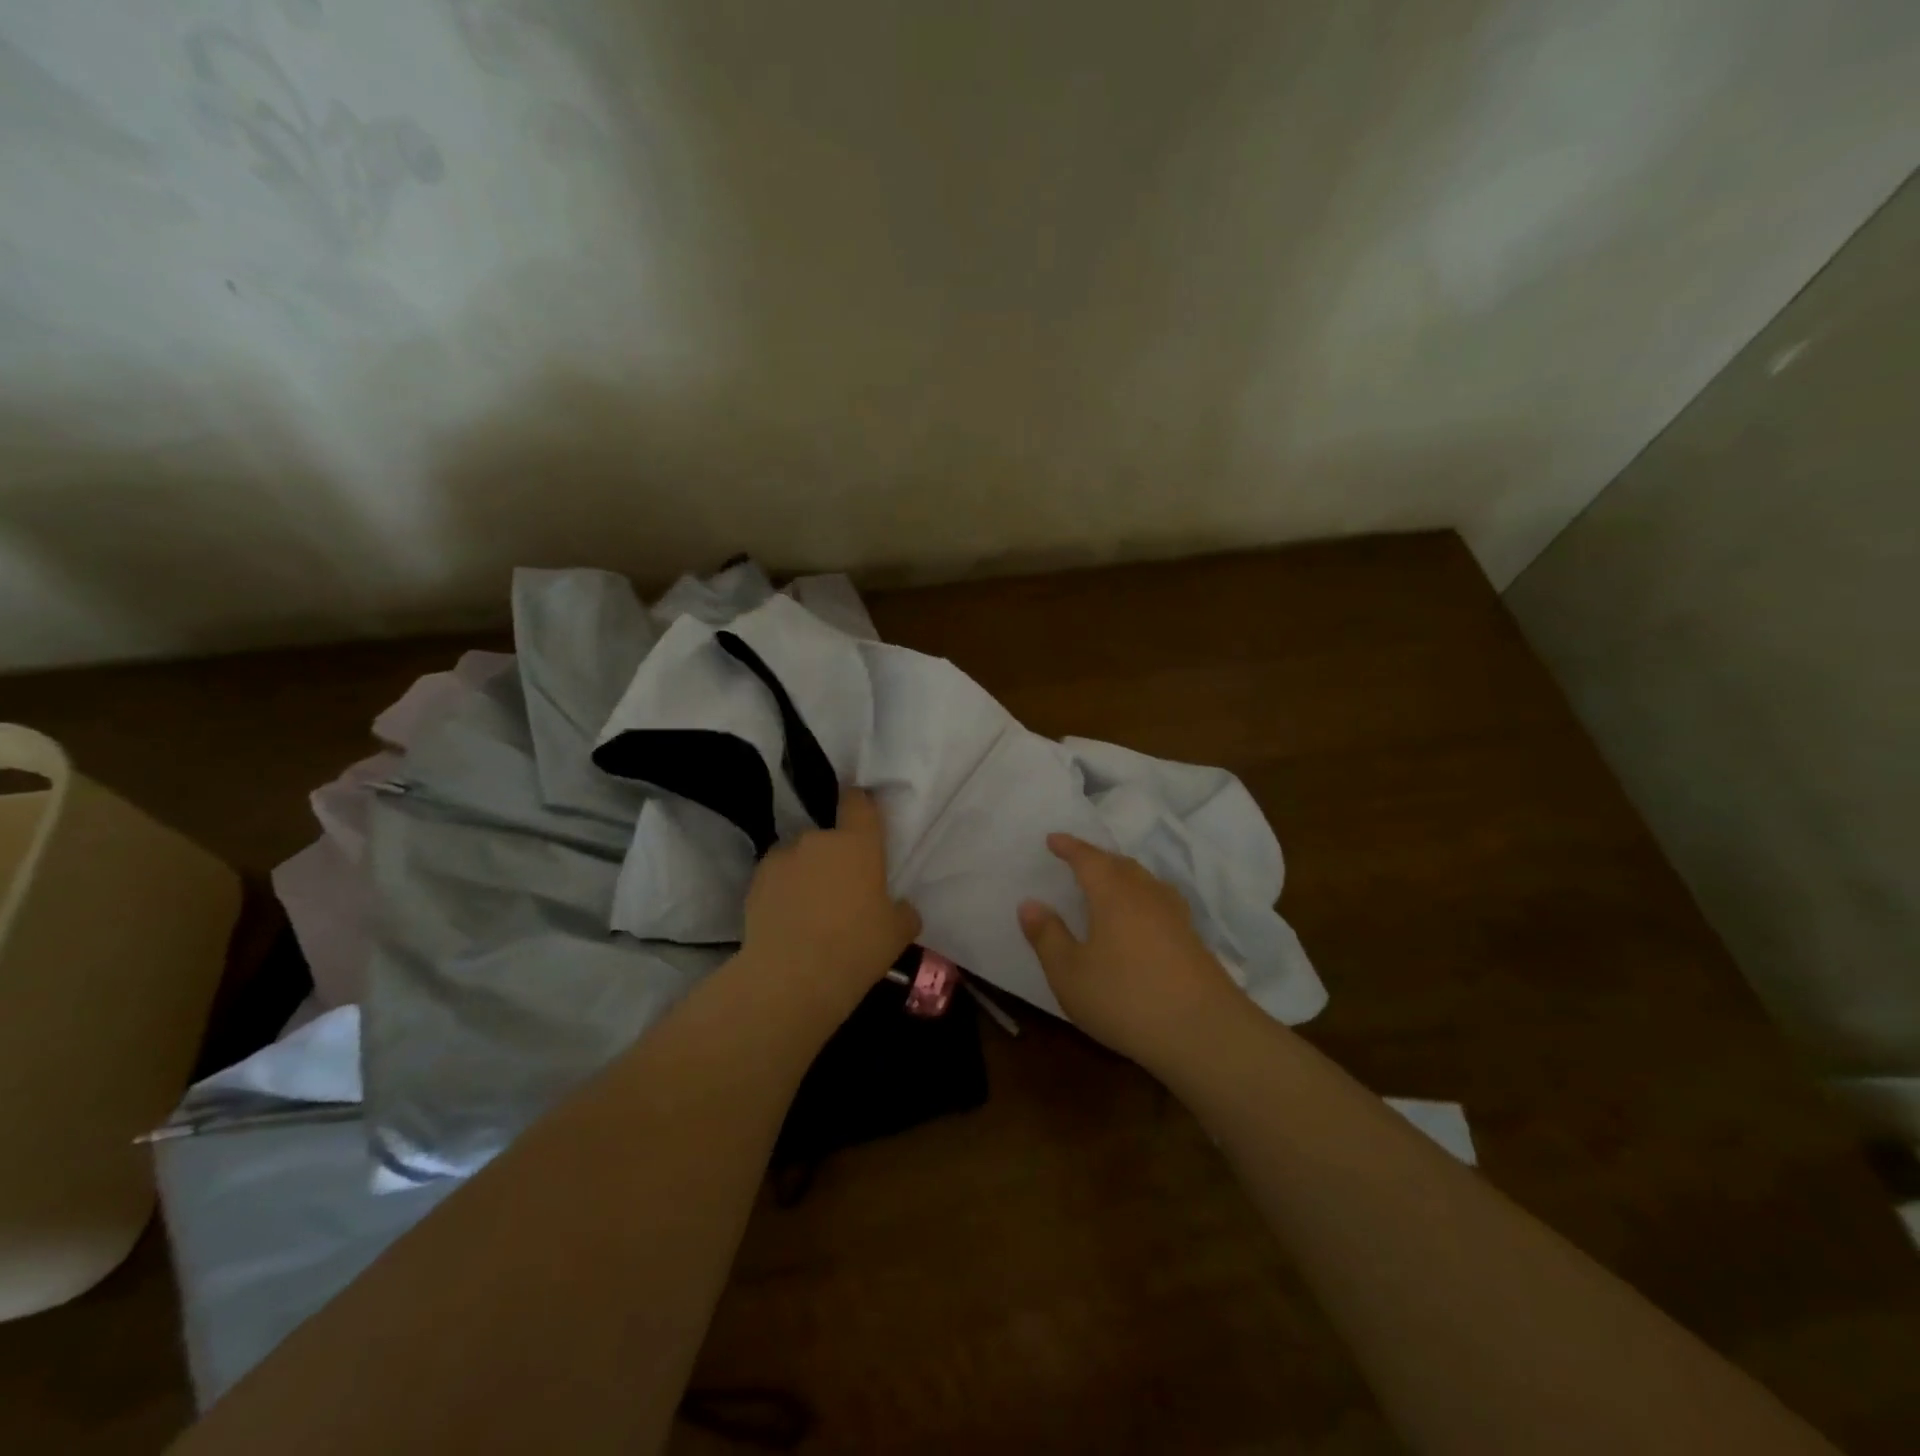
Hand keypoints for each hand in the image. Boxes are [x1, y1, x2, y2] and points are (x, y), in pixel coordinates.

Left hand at [742, 788, 920, 1013]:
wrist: (792, 977)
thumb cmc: (856, 947)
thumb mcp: (898, 933)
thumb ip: (902, 911)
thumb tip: (899, 907)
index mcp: (858, 842)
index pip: (858, 802)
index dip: (860, 805)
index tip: (863, 819)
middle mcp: (818, 840)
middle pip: (827, 835)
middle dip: (833, 855)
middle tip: (840, 889)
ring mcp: (782, 858)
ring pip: (798, 856)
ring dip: (805, 872)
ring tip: (809, 908)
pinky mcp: (755, 881)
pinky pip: (775, 878)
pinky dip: (782, 891)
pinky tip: (787, 920)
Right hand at [1018, 834, 1247, 1070]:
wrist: (1204, 1032)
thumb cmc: (1125, 998)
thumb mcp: (1070, 973)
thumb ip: (1048, 936)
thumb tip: (1029, 903)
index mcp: (1113, 893)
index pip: (1088, 858)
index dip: (1069, 847)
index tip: (1052, 839)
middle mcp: (1146, 894)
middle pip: (1119, 864)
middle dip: (1096, 858)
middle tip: (1077, 859)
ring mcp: (1174, 915)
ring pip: (1144, 881)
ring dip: (1122, 875)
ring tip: (1107, 883)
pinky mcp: (1192, 939)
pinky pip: (1159, 902)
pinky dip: (1141, 898)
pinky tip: (1140, 917)